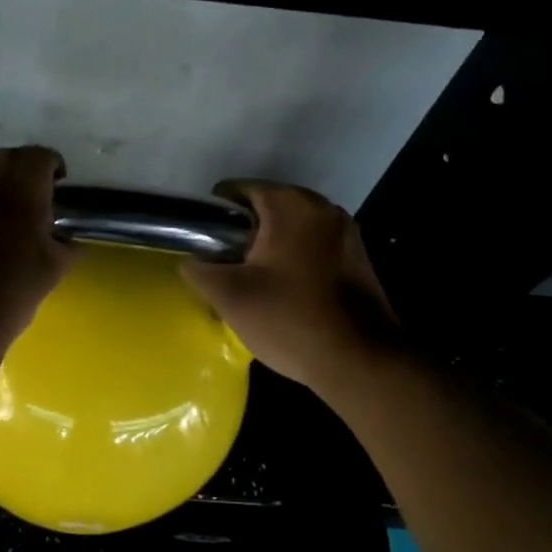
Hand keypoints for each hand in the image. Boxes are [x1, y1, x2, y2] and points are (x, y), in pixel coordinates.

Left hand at [0, 146, 72, 346]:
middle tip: (26, 216)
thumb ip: (63, 241)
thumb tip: (59, 237)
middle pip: (4, 165)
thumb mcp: (54, 267)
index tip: (57, 197)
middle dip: (17, 185)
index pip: (43, 159)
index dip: (54, 177)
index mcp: (16, 172)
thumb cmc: (8, 289)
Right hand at [182, 180, 398, 392]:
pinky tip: (283, 290)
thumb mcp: (230, 296)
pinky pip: (314, 246)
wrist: (359, 361)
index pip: (239, 189)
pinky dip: (294, 258)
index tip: (203, 242)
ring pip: (292, 228)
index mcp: (291, 204)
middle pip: (268, 207)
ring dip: (269, 246)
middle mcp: (323, 207)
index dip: (215, 213)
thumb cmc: (290, 319)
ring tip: (250, 279)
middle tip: (223, 264)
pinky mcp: (358, 258)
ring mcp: (346, 232)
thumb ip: (200, 270)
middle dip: (243, 231)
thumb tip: (191, 261)